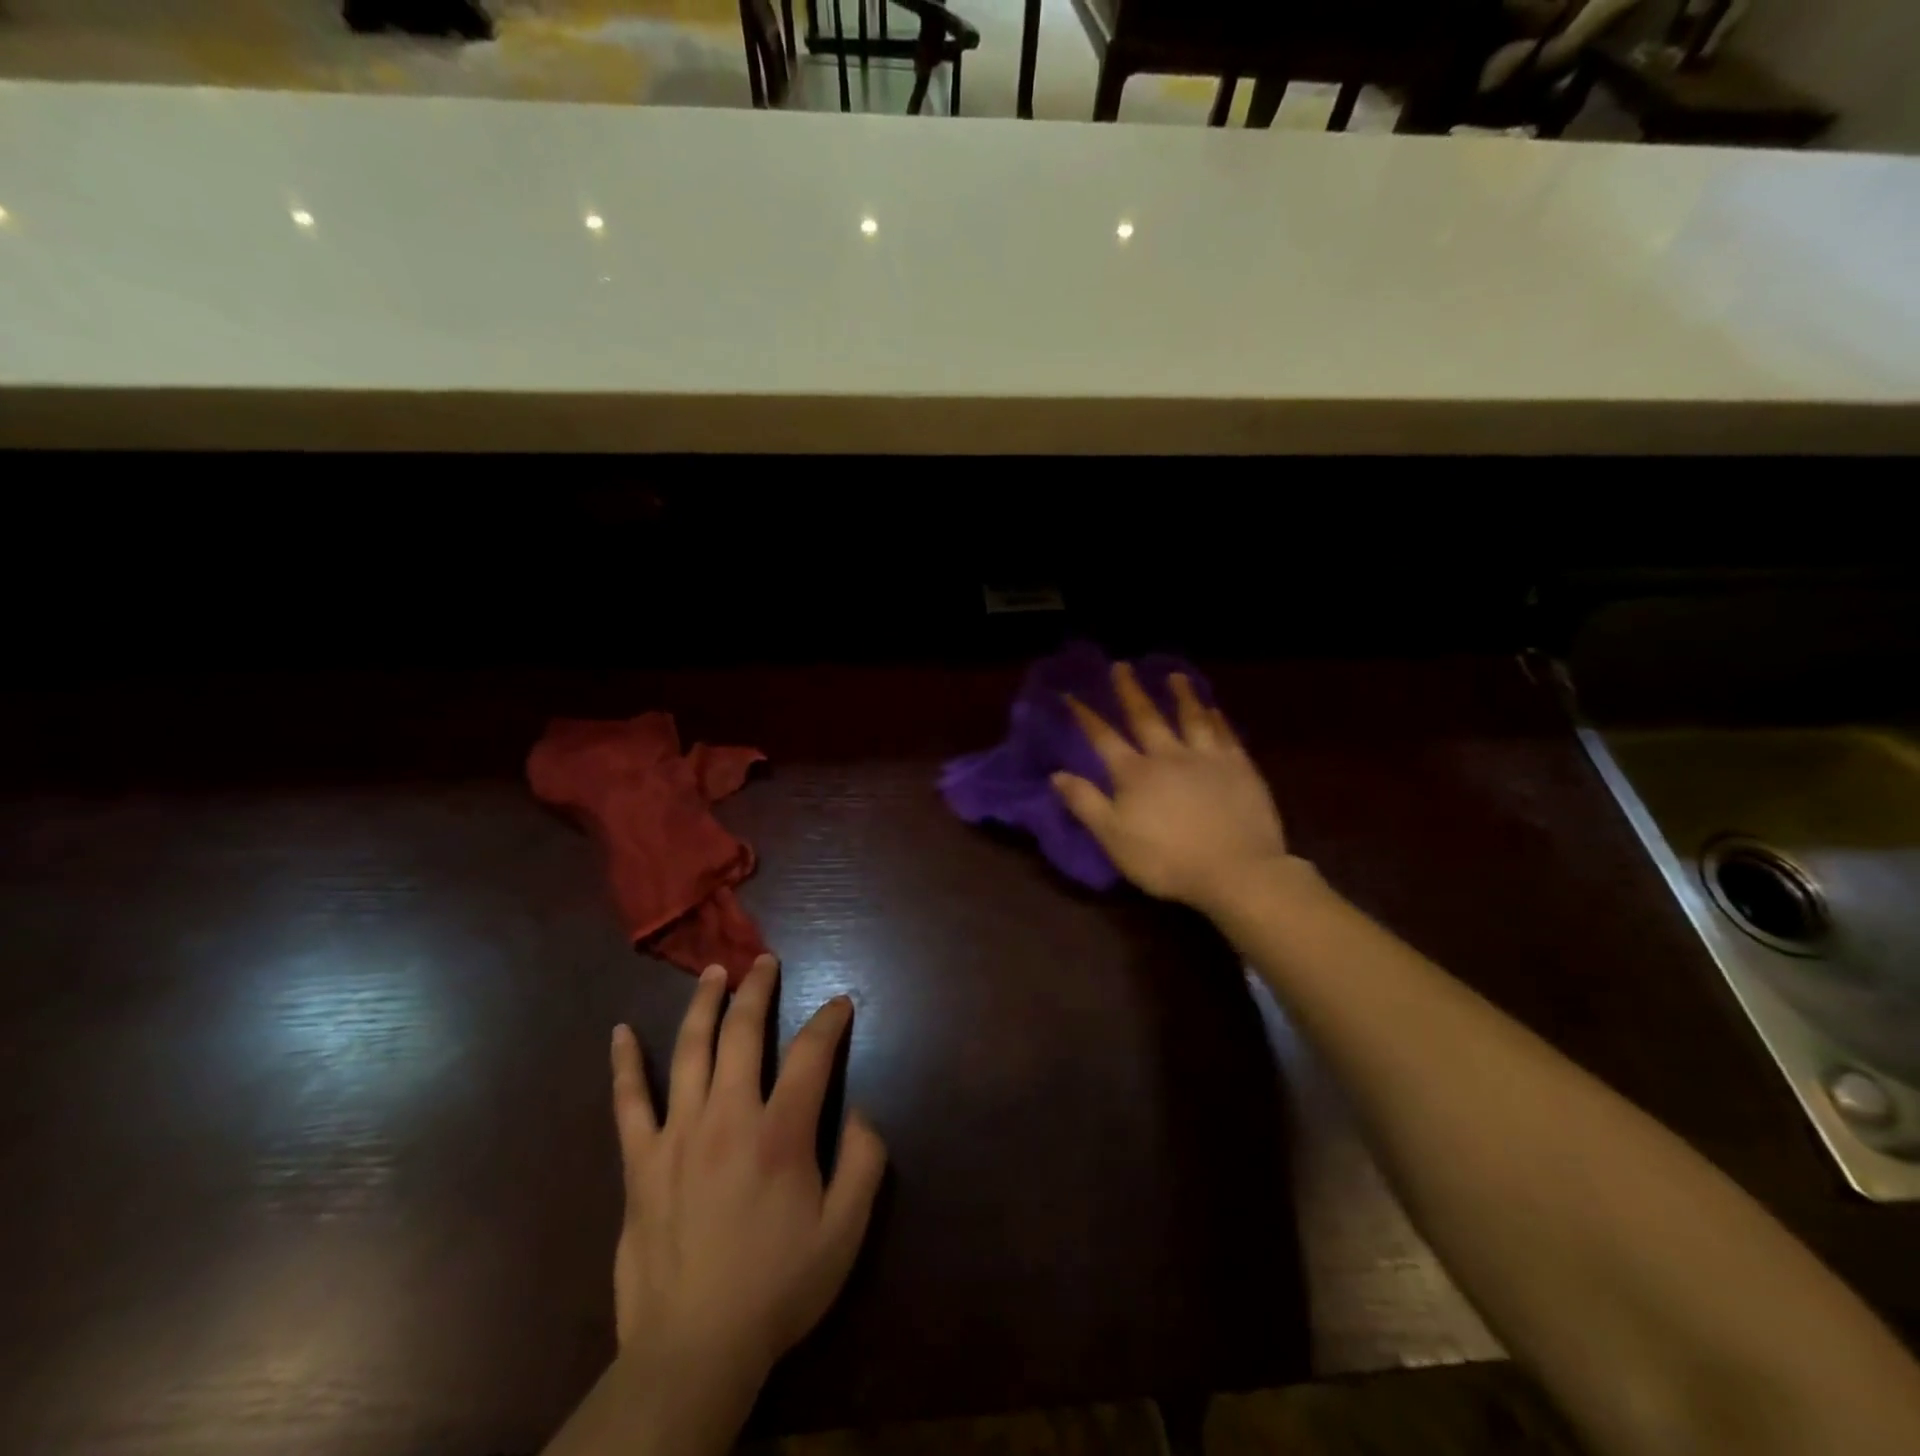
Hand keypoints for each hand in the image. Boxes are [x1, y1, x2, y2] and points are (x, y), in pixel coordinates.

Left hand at [610, 954, 886, 1404]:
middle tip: (764, 962)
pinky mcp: (641, 1162)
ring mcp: (678, 1135)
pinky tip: (621, 1033)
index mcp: (781, 1132)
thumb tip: (859, 1110)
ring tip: (713, 973)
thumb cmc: (777, 1288)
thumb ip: (864, 1162)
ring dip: (703, 1005)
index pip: (810, 1053)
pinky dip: (625, 1064)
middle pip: (743, 1033)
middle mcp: (728, 1117)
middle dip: (757, 989)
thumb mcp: (845, 1232)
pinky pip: (629, 1102)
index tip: (840, 1003)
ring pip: (690, 1050)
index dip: (829, 1020)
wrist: (693, 1351)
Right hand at [1053, 662, 1288, 911]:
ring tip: (1174, 675)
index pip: (1104, 738)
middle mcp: (1169, 756)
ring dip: (1180, 695)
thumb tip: (1057, 774)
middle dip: (1130, 691)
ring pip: (1191, 718)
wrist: (1236, 871)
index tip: (1071, 694)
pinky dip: (1216, 719)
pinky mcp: (1240, 768)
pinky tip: (1213, 709)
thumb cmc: (1167, 860)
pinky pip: (1225, 735)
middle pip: (1146, 717)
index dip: (1086, 716)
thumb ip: (1085, 803)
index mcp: (1135, 774)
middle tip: (1122, 666)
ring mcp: (1207, 759)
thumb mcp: (1113, 838)